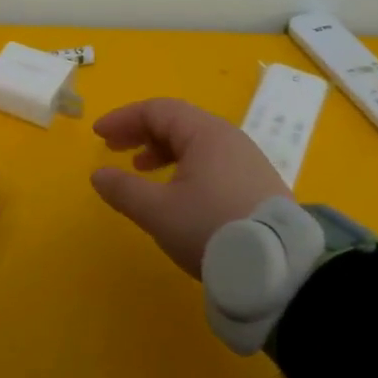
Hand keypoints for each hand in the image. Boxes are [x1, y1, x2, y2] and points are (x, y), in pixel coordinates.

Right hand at [89, 98, 288, 277]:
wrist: (279, 267)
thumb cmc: (210, 228)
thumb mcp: (158, 212)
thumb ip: (124, 190)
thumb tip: (99, 175)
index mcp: (205, 134)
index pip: (157, 110)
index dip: (124, 119)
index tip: (98, 135)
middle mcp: (229, 138)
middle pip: (178, 122)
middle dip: (142, 132)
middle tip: (114, 148)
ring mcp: (248, 160)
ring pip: (196, 142)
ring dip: (163, 150)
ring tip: (142, 169)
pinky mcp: (257, 183)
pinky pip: (213, 160)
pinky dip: (185, 165)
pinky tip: (178, 191)